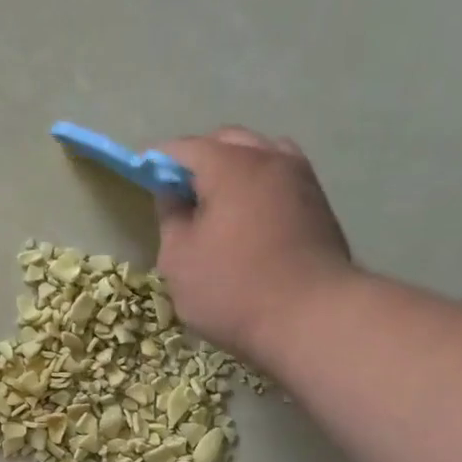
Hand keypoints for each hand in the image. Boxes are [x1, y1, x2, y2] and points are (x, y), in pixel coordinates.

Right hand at [154, 128, 354, 366]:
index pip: (186, 148)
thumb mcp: (179, 259)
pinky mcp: (319, 205)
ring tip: (215, 201)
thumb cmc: (233, 290)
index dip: (159, 160)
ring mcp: (301, 180)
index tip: (142, 174)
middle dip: (199, 158)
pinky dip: (258, 185)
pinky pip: (279, 178)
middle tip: (177, 190)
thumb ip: (171, 218)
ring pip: (261, 155)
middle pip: (228, 142)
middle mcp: (270, 160)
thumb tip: (172, 195)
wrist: (313, 319)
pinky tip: (245, 217)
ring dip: (234, 168)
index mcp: (231, 166)